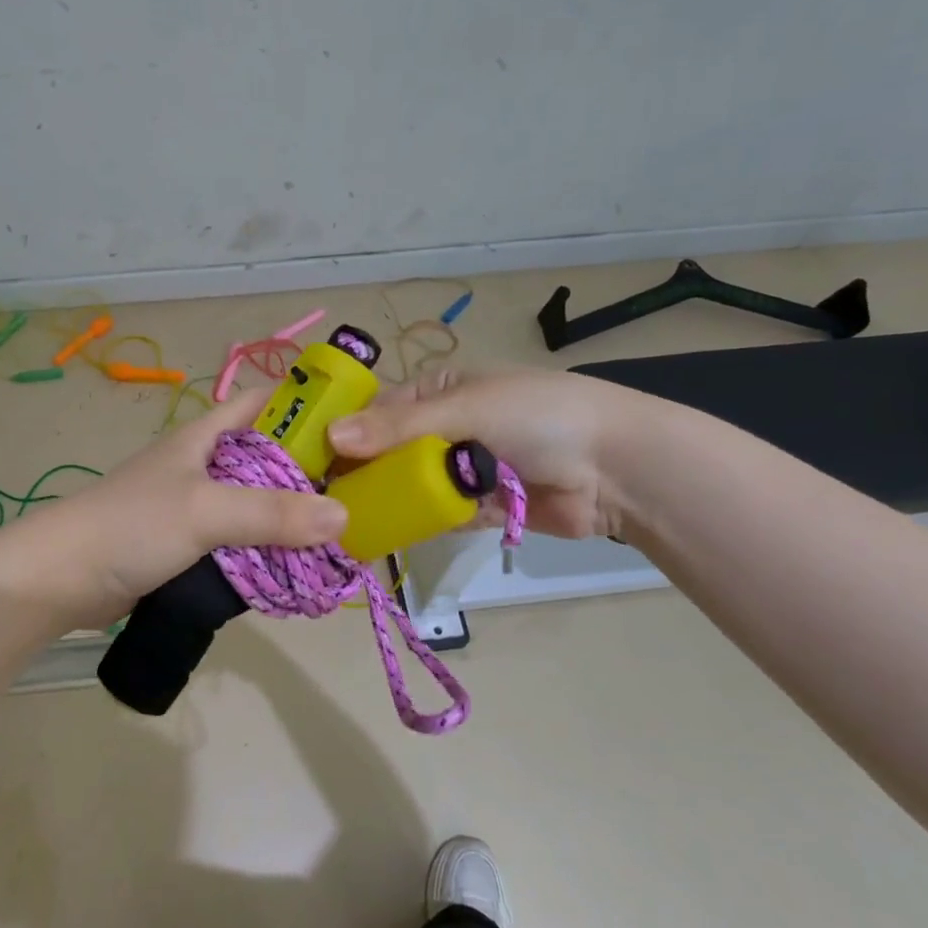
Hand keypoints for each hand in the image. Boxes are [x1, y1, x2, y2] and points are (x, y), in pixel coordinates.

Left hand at [0, 389, 347, 628]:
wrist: (60, 577)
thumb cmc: (131, 525)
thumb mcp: (204, 511)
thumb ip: (271, 513)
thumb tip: (343, 517)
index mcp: (204, 437)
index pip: (262, 403)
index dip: (304, 404)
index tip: (351, 425)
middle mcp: (202, 464)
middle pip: (266, 456)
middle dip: (308, 470)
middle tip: (356, 491)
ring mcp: (192, 505)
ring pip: (254, 502)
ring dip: (287, 516)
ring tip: (337, 533)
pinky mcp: (185, 543)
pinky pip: (237, 538)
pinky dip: (263, 547)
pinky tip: (291, 564)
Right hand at [327, 366, 646, 539]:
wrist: (616, 466)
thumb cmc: (537, 416)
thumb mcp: (465, 408)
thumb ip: (399, 427)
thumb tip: (332, 435)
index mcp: (440, 391)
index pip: (379, 411)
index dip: (346, 434)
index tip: (311, 462)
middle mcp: (445, 428)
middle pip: (390, 453)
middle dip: (364, 474)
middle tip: (324, 501)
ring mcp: (463, 469)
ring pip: (412, 487)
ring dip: (389, 502)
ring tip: (346, 524)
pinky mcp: (480, 507)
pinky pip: (439, 515)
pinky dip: (420, 523)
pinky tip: (387, 536)